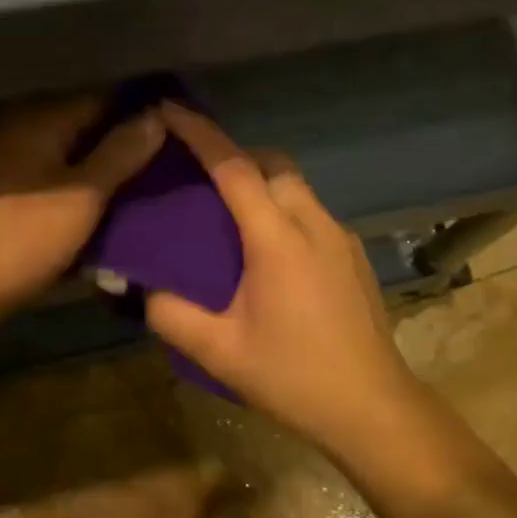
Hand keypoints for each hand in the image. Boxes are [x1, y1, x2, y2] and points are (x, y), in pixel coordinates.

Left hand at [0, 96, 163, 317]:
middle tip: (164, 160)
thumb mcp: (84, 195)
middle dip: (122, 140)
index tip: (175, 128)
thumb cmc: (25, 236)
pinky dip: (76, 182)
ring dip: (100, 164)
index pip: (101, 98)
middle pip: (84, 124)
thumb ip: (121, 152)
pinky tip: (99, 202)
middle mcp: (20, 128)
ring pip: (68, 151)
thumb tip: (157, 114)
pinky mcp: (1, 190)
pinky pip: (50, 173)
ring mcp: (6, 159)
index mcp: (40, 119)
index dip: (139, 111)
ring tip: (140, 182)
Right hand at [146, 102, 420, 456]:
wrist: (373, 408)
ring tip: (232, 217)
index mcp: (277, 237)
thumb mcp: (220, 352)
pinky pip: (313, 212)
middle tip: (201, 180)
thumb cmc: (294, 376)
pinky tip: (273, 254)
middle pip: (272, 164)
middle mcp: (313, 222)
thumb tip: (143, 290)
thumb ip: (171, 315)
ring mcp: (341, 236)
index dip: (200, 133)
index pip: (234, 167)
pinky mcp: (355, 255)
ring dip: (264, 184)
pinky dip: (286, 210)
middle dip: (236, 157)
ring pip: (297, 186)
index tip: (170, 109)